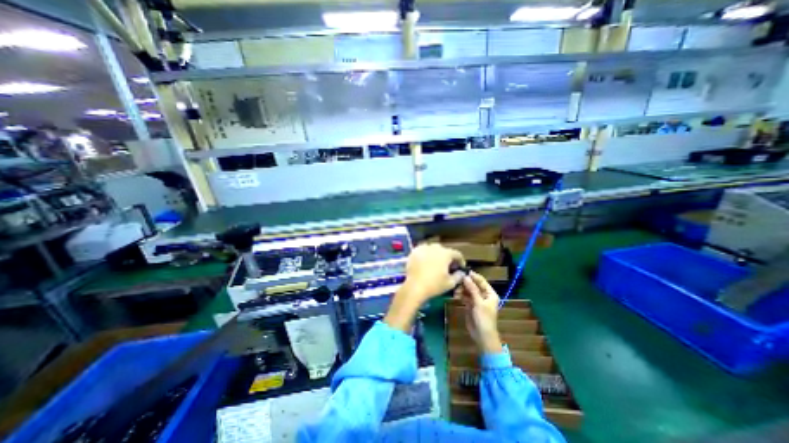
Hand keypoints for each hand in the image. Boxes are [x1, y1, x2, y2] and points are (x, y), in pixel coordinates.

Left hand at [401, 243, 463, 304]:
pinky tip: (425, 262)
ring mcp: (423, 248)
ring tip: (435, 264)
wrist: (415, 287)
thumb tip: (461, 272)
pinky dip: (425, 254)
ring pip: (433, 249)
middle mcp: (435, 247)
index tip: (460, 267)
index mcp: (446, 254)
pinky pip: (422, 250)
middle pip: (444, 250)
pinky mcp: (414, 251)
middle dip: (448, 257)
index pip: (457, 254)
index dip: (460, 261)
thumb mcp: (450, 283)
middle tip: (448, 267)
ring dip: (436, 255)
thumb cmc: (434, 285)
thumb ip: (458, 276)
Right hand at [454, 270, 501, 352]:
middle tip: (456, 281)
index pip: (481, 281)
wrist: (482, 335)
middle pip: (473, 285)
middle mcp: (483, 295)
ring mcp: (476, 300)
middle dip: (465, 283)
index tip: (464, 271)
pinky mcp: (470, 305)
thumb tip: (466, 277)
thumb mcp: (479, 303)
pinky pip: (464, 296)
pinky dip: (460, 295)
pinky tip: (455, 295)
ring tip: (455, 290)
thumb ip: (472, 289)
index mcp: (490, 294)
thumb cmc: (484, 318)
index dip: (473, 276)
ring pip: (468, 290)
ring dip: (461, 289)